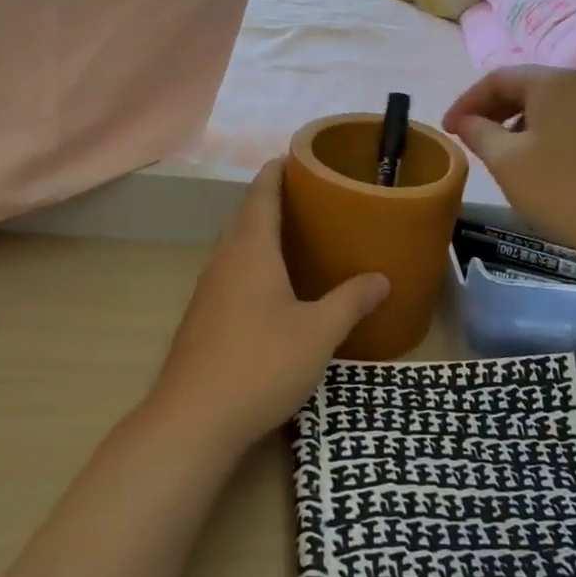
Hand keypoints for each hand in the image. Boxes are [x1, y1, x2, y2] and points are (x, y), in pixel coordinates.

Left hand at [149, 159, 388, 453]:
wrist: (194, 420)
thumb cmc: (261, 363)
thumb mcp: (319, 332)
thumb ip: (351, 301)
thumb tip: (382, 278)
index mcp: (251, 249)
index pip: (262, 193)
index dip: (278, 170)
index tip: (299, 156)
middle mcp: (225, 259)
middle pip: (247, 214)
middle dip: (275, 199)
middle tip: (314, 196)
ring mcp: (209, 288)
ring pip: (237, 245)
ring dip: (262, 231)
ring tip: (299, 234)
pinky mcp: (203, 316)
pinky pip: (232, 271)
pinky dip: (254, 261)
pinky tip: (275, 286)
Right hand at [444, 66, 575, 259]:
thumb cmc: (565, 188)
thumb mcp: (507, 162)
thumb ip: (478, 134)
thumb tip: (465, 121)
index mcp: (549, 82)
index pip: (495, 79)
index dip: (466, 102)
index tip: (447, 130)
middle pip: (522, 87)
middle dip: (489, 110)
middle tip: (467, 138)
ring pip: (543, 105)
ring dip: (513, 122)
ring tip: (496, 152)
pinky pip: (563, 120)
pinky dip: (538, 133)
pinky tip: (533, 162)